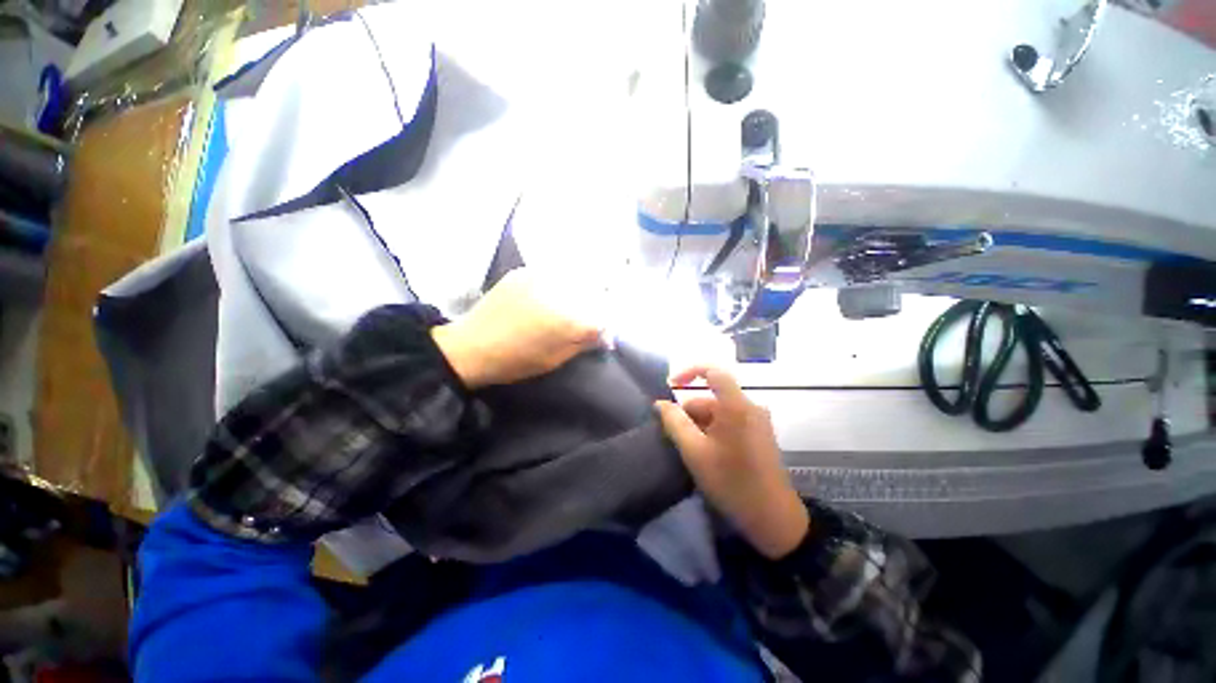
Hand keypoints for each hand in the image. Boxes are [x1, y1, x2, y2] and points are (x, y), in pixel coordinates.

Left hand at [431, 268, 602, 389]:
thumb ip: (584, 342)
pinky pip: (552, 273)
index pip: (602, 317)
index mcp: (569, 319)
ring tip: (570, 305)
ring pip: (573, 279)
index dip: (604, 327)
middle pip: (592, 293)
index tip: (600, 335)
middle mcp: (560, 292)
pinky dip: (558, 283)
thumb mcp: (555, 359)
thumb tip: (606, 334)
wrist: (471, 346)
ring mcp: (540, 277)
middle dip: (595, 306)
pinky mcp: (524, 271)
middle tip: (588, 318)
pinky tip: (549, 295)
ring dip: (579, 291)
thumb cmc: (516, 361)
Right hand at [655, 366, 808, 558]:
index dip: (688, 372)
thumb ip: (674, 423)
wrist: (773, 518)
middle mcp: (750, 406)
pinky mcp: (760, 433)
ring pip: (719, 411)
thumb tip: (660, 403)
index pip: (712, 371)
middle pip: (712, 397)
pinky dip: (713, 430)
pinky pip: (730, 421)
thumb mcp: (695, 452)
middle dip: (690, 412)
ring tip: (691, 451)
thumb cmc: (731, 482)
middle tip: (675, 438)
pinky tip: (707, 453)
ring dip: (700, 425)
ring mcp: (757, 420)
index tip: (670, 386)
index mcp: (736, 406)